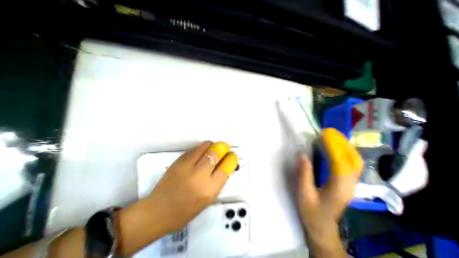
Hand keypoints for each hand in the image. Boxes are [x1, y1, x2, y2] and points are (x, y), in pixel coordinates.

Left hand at [146, 141, 235, 233]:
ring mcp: (187, 166)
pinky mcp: (178, 161)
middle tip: (225, 148)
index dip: (232, 159)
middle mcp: (199, 176)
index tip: (233, 155)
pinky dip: (202, 147)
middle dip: (223, 148)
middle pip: (216, 153)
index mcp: (209, 190)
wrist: (157, 211)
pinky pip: (195, 148)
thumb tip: (224, 164)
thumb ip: (218, 180)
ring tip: (214, 148)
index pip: (226, 167)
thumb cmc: (186, 211)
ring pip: (206, 146)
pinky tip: (202, 152)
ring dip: (213, 145)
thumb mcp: (208, 199)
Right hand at [296, 129, 363, 255]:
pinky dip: (345, 153)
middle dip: (343, 144)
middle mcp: (350, 185)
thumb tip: (303, 154)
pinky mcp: (348, 184)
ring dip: (345, 146)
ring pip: (355, 162)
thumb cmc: (311, 211)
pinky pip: (351, 164)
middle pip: (353, 160)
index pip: (340, 163)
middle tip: (329, 132)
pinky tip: (336, 148)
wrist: (322, 226)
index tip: (325, 134)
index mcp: (339, 188)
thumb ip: (304, 174)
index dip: (334, 147)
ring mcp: (351, 184)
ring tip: (332, 136)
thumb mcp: (304, 193)